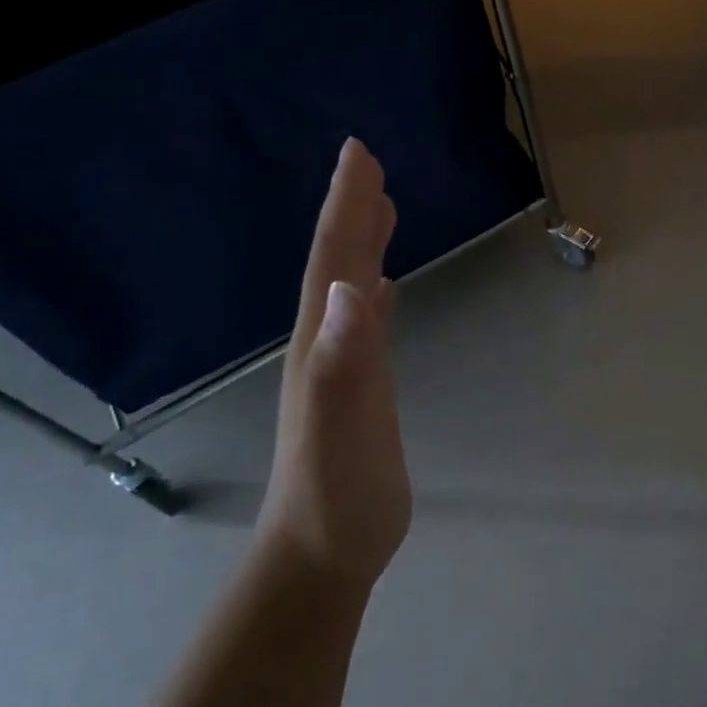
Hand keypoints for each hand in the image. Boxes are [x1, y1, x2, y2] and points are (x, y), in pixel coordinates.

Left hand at [260, 140, 411, 588]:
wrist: (324, 553)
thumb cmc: (337, 492)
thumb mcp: (341, 424)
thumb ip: (345, 357)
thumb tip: (355, 285)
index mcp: (323, 341)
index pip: (335, 259)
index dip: (347, 206)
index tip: (360, 154)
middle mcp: (328, 344)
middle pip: (340, 264)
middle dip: (353, 211)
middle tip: (369, 165)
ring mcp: (344, 367)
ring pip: (352, 288)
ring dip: (364, 245)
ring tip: (381, 209)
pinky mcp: (363, 389)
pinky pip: (368, 324)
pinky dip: (375, 295)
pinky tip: (384, 288)